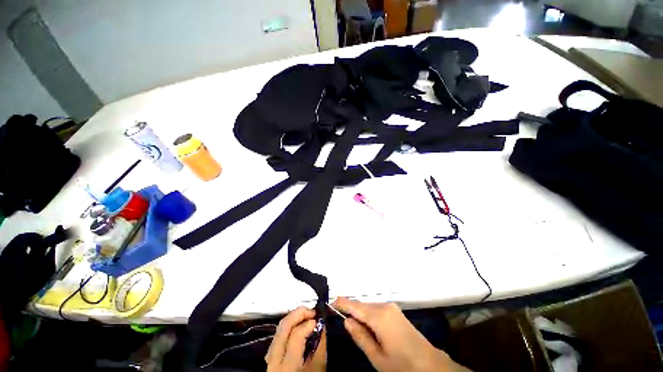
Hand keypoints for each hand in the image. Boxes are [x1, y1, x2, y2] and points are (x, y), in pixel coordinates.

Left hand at [265, 307, 325, 371]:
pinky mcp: (270, 355)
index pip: (296, 335)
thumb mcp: (318, 368)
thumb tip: (322, 324)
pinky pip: (278, 334)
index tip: (319, 320)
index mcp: (287, 367)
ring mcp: (270, 357)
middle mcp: (274, 360)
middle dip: (299, 313)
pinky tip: (298, 324)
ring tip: (307, 315)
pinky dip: (289, 325)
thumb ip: (321, 346)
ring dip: (294, 317)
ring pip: (279, 328)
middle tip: (312, 311)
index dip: (308, 323)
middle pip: (284, 326)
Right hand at [334, 297, 470, 371]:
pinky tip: (366, 324)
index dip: (342, 303)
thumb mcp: (377, 357)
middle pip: (361, 305)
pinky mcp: (395, 311)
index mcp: (378, 316)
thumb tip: (346, 321)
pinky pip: (376, 308)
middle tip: (338, 313)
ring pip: (368, 306)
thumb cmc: (401, 364)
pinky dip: (368, 314)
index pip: (355, 306)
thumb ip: (360, 336)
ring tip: (351, 322)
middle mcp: (384, 306)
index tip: (330, 303)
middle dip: (350, 308)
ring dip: (359, 312)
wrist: (430, 364)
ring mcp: (391, 307)